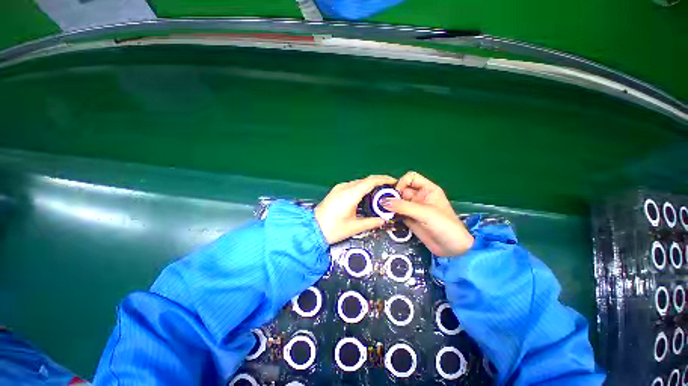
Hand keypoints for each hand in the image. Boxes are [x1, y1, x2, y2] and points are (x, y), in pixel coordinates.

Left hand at [315, 175, 396, 243]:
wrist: (312, 229)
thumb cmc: (333, 228)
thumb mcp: (355, 227)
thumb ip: (372, 222)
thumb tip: (384, 220)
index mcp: (351, 193)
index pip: (371, 181)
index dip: (384, 179)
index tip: (394, 182)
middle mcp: (345, 187)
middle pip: (365, 180)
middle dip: (378, 183)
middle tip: (389, 191)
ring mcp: (339, 188)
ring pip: (358, 183)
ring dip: (370, 186)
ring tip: (379, 195)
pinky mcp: (336, 191)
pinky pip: (352, 186)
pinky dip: (361, 189)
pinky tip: (365, 197)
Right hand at [382, 171, 473, 256]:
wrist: (452, 249)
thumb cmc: (445, 225)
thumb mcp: (424, 213)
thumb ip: (403, 206)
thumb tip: (382, 201)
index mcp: (427, 189)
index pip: (411, 178)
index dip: (402, 183)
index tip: (395, 194)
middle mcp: (419, 196)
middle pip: (401, 190)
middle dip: (391, 195)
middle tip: (382, 203)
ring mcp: (413, 208)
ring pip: (397, 202)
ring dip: (389, 205)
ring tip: (381, 211)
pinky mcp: (409, 219)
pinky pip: (397, 213)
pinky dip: (390, 214)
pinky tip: (385, 218)